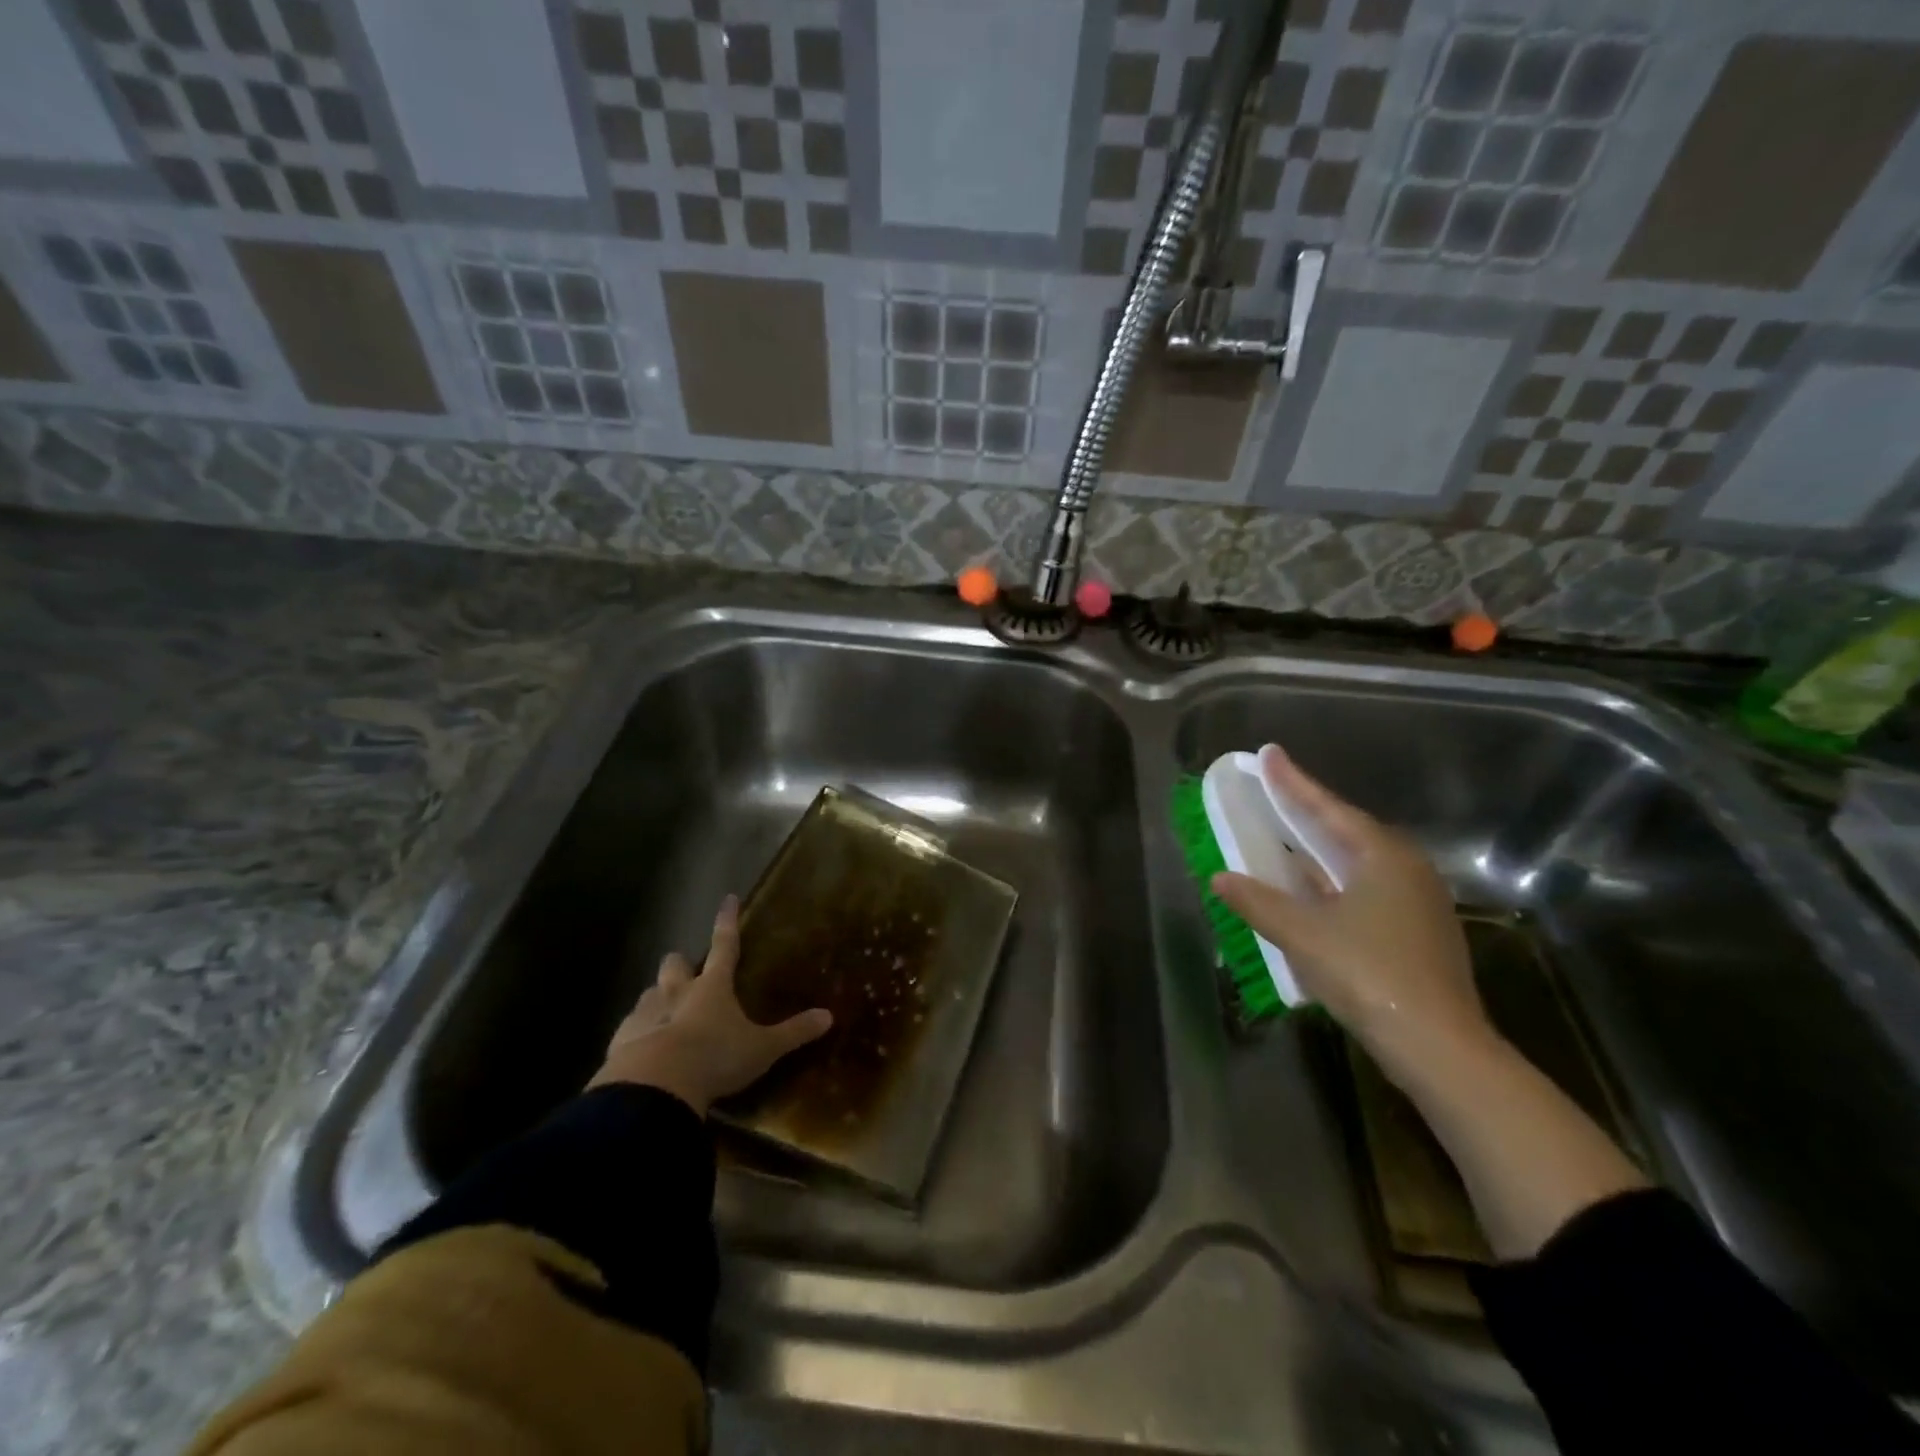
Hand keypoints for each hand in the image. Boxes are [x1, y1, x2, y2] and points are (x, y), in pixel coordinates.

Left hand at [588, 895, 832, 1114]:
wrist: (654, 1089)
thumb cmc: (715, 1059)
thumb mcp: (762, 1049)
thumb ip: (793, 1032)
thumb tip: (829, 1016)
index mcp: (712, 987)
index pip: (725, 945)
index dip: (728, 921)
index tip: (729, 898)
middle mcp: (676, 992)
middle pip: (674, 965)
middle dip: (680, 964)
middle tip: (687, 973)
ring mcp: (645, 1015)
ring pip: (648, 994)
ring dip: (657, 999)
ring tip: (665, 1015)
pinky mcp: (620, 1041)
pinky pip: (629, 1029)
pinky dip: (638, 1034)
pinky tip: (642, 1051)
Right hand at [1211, 746, 1496, 1082]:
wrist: (1439, 1045)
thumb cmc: (1367, 973)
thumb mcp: (1302, 934)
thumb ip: (1258, 901)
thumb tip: (1220, 878)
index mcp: (1383, 856)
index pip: (1328, 808)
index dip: (1293, 782)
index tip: (1268, 754)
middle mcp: (1407, 869)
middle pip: (1348, 830)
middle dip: (1309, 812)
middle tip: (1275, 791)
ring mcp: (1419, 903)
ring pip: (1359, 862)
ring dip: (1321, 850)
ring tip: (1288, 836)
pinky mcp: (1419, 933)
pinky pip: (1367, 889)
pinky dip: (1334, 881)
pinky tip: (1314, 891)